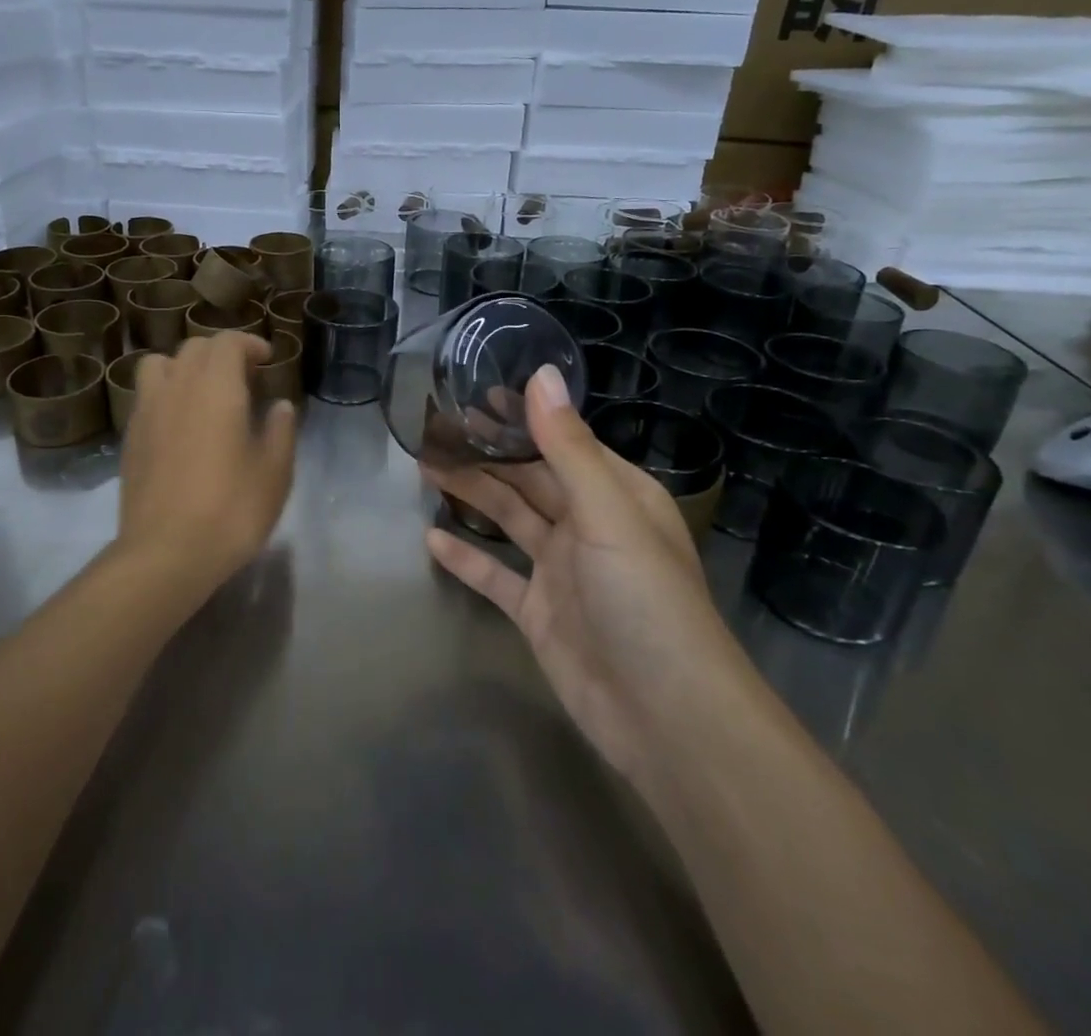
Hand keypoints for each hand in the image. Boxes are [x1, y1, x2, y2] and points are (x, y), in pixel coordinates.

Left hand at [118, 332, 297, 602]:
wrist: (166, 553)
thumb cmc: (231, 509)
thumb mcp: (274, 472)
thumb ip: (280, 430)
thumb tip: (280, 406)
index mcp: (216, 387)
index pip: (227, 342)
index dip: (249, 344)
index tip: (267, 360)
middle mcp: (177, 387)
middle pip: (194, 347)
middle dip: (221, 352)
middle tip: (244, 378)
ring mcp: (147, 411)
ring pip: (160, 364)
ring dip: (184, 366)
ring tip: (203, 392)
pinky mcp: (130, 437)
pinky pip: (146, 395)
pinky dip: (165, 393)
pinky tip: (180, 425)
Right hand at [424, 366, 741, 775]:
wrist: (666, 718)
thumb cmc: (644, 599)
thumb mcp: (606, 513)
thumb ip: (566, 446)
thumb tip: (541, 373)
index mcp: (614, 494)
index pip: (560, 442)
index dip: (518, 419)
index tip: (471, 394)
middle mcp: (588, 525)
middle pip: (527, 479)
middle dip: (485, 454)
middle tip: (433, 429)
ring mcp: (561, 571)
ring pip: (509, 520)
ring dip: (471, 495)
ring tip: (424, 468)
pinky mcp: (539, 613)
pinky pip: (496, 576)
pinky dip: (467, 557)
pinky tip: (431, 539)